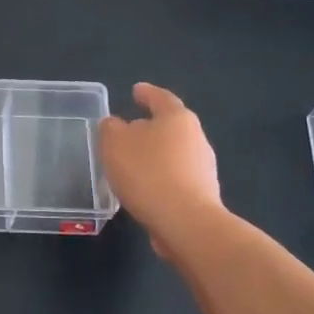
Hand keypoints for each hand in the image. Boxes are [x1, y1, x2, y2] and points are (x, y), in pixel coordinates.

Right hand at [97, 83, 223, 254]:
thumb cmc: (147, 173)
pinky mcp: (202, 195)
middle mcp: (196, 138)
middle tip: (126, 132)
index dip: (146, 93)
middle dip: (149, 128)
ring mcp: (203, 168)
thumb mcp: (115, 143)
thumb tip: (116, 124)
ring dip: (153, 156)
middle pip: (169, 126)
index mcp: (177, 118)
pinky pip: (174, 178)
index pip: (160, 98)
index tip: (135, 90)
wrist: (185, 223)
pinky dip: (159, 178)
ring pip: (172, 154)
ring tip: (130, 165)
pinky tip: (143, 189)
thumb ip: (111, 128)